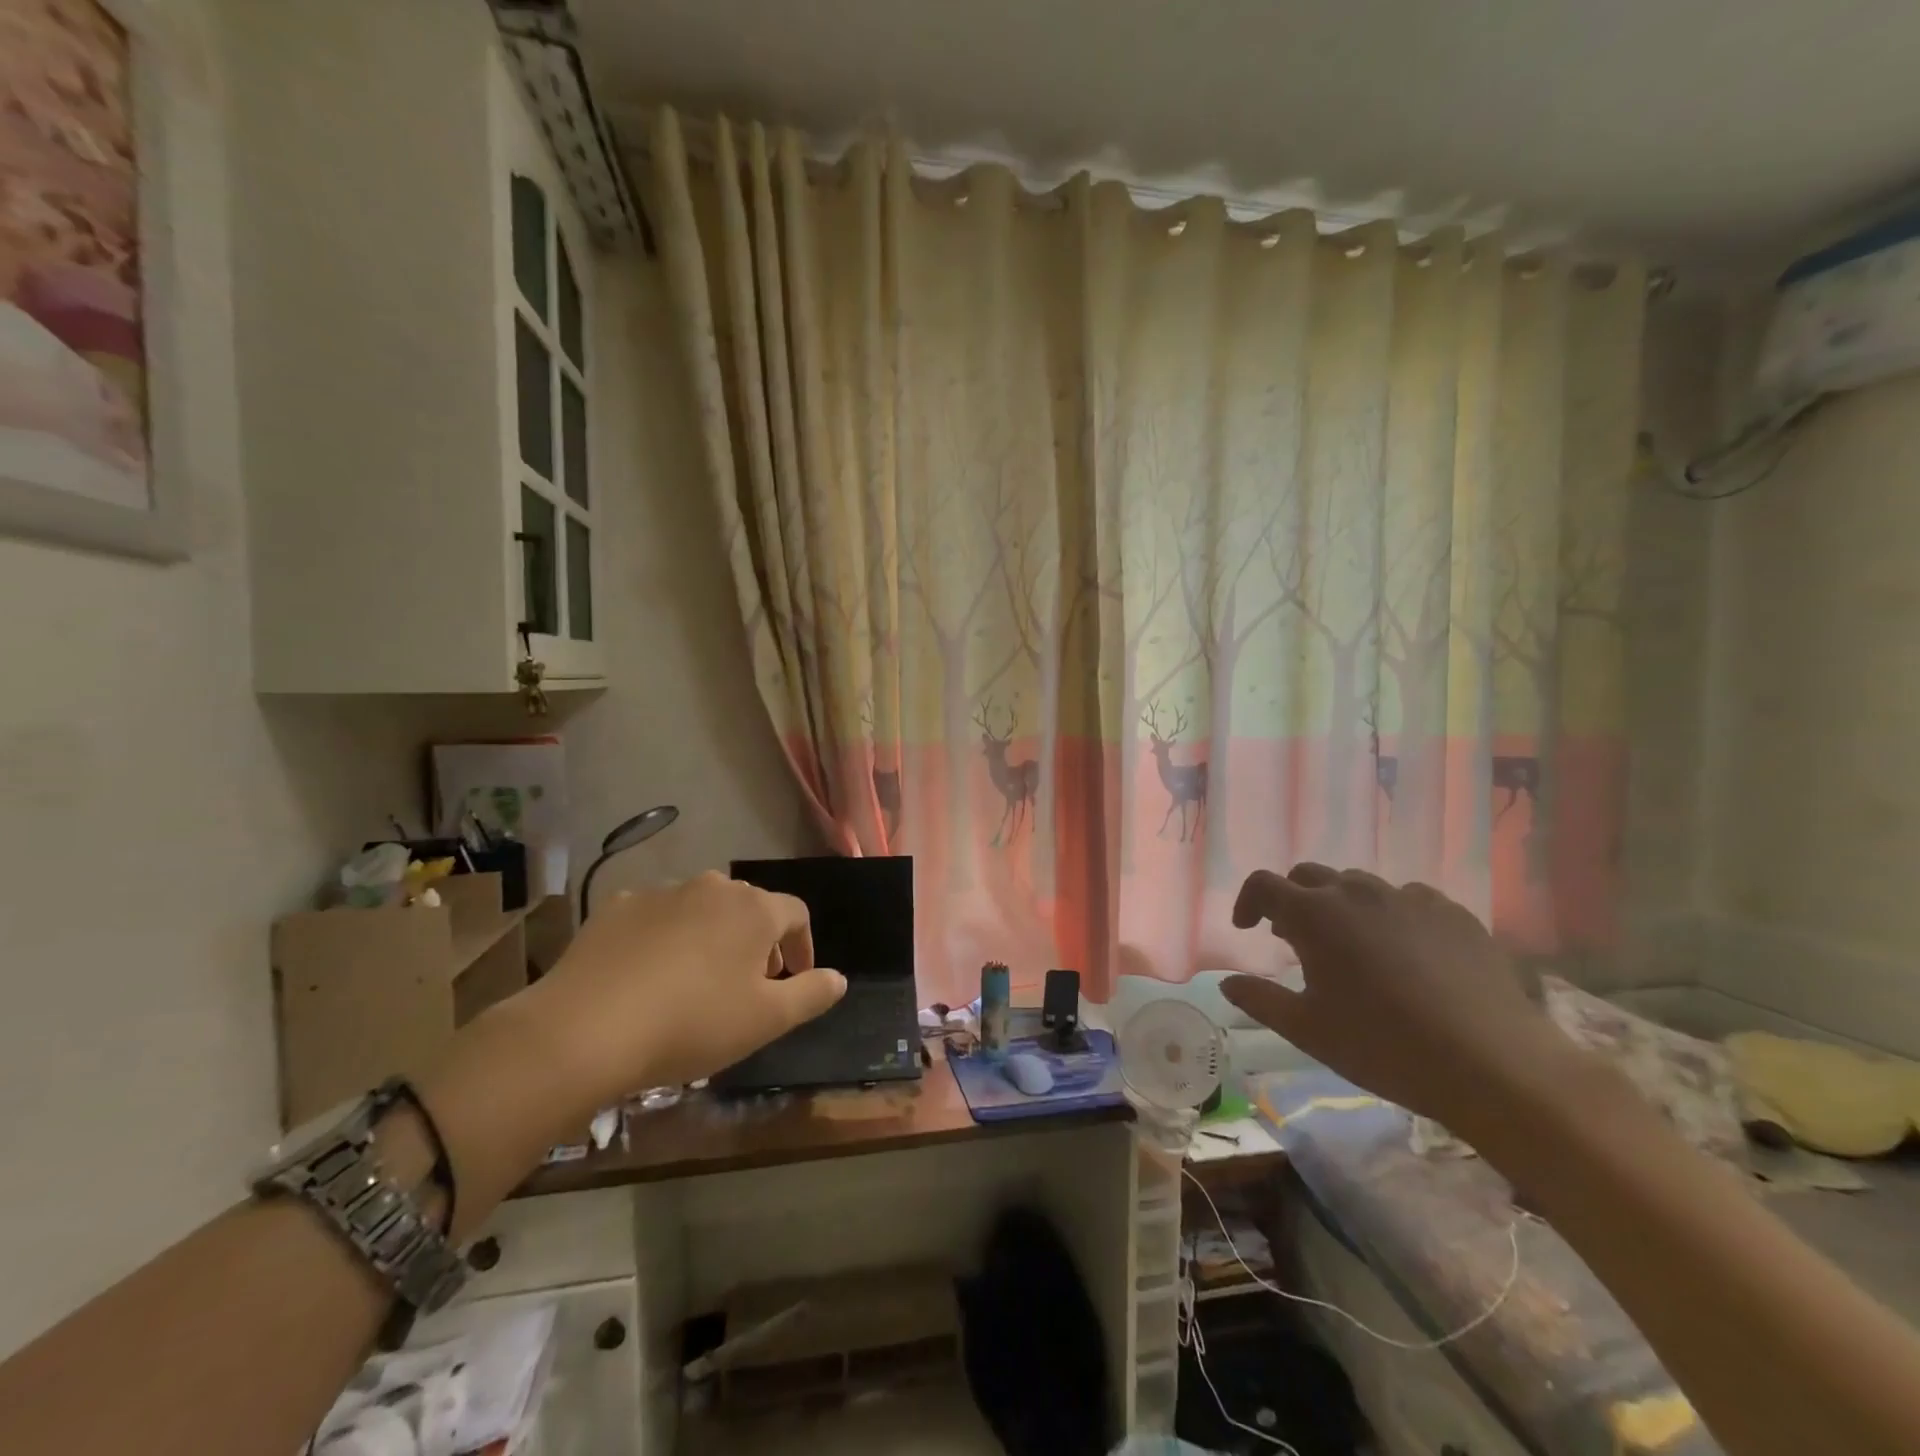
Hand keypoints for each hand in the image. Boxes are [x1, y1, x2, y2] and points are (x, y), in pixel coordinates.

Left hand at [520, 871, 847, 1104]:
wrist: (585, 1029)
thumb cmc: (692, 1023)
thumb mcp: (766, 1020)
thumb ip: (811, 994)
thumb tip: (839, 978)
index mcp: (753, 909)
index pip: (796, 913)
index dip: (803, 944)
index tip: (795, 978)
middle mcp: (712, 887)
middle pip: (749, 907)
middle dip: (757, 942)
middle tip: (749, 985)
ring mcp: (661, 893)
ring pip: (701, 909)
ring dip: (711, 937)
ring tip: (698, 982)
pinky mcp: (616, 908)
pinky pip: (655, 917)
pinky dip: (664, 938)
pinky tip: (648, 975)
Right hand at [1221, 864, 1569, 1136]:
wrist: (1494, 1065)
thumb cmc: (1384, 1047)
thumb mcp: (1308, 1031)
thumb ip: (1261, 1000)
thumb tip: (1227, 983)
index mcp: (1314, 916)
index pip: (1263, 885)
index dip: (1248, 901)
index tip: (1247, 928)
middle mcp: (1356, 893)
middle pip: (1309, 876)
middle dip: (1293, 899)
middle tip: (1295, 939)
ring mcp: (1409, 898)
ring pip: (1359, 886)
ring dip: (1342, 906)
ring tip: (1352, 946)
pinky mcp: (1453, 913)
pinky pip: (1408, 900)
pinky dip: (1391, 916)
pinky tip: (1406, 954)